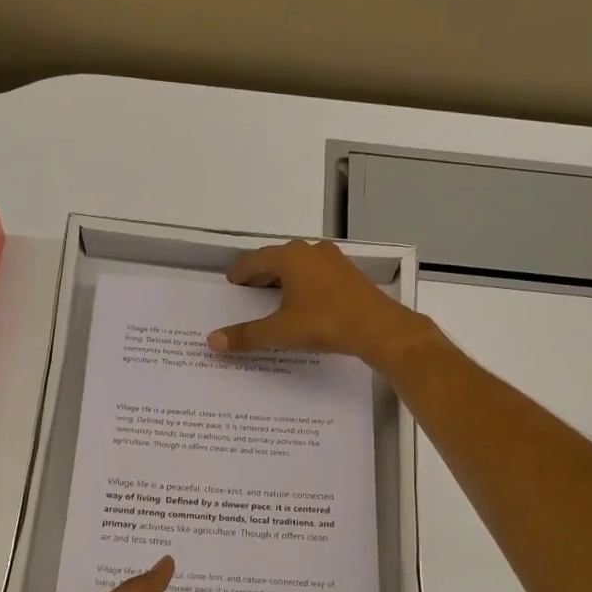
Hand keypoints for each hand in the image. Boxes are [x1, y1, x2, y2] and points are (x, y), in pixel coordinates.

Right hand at [207, 240, 427, 365]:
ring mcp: (333, 260)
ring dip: (284, 278)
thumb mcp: (280, 332)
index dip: (240, 272)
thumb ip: (246, 335)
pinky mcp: (349, 274)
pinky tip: (304, 302)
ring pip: (300, 265)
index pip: (255, 260)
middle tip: (248, 290)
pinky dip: (304, 284)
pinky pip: (317, 274)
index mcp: (290, 257)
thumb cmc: (324, 323)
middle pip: (277, 259)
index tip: (232, 281)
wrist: (378, 328)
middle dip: (261, 274)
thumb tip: (212, 341)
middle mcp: (310, 251)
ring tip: (273, 296)